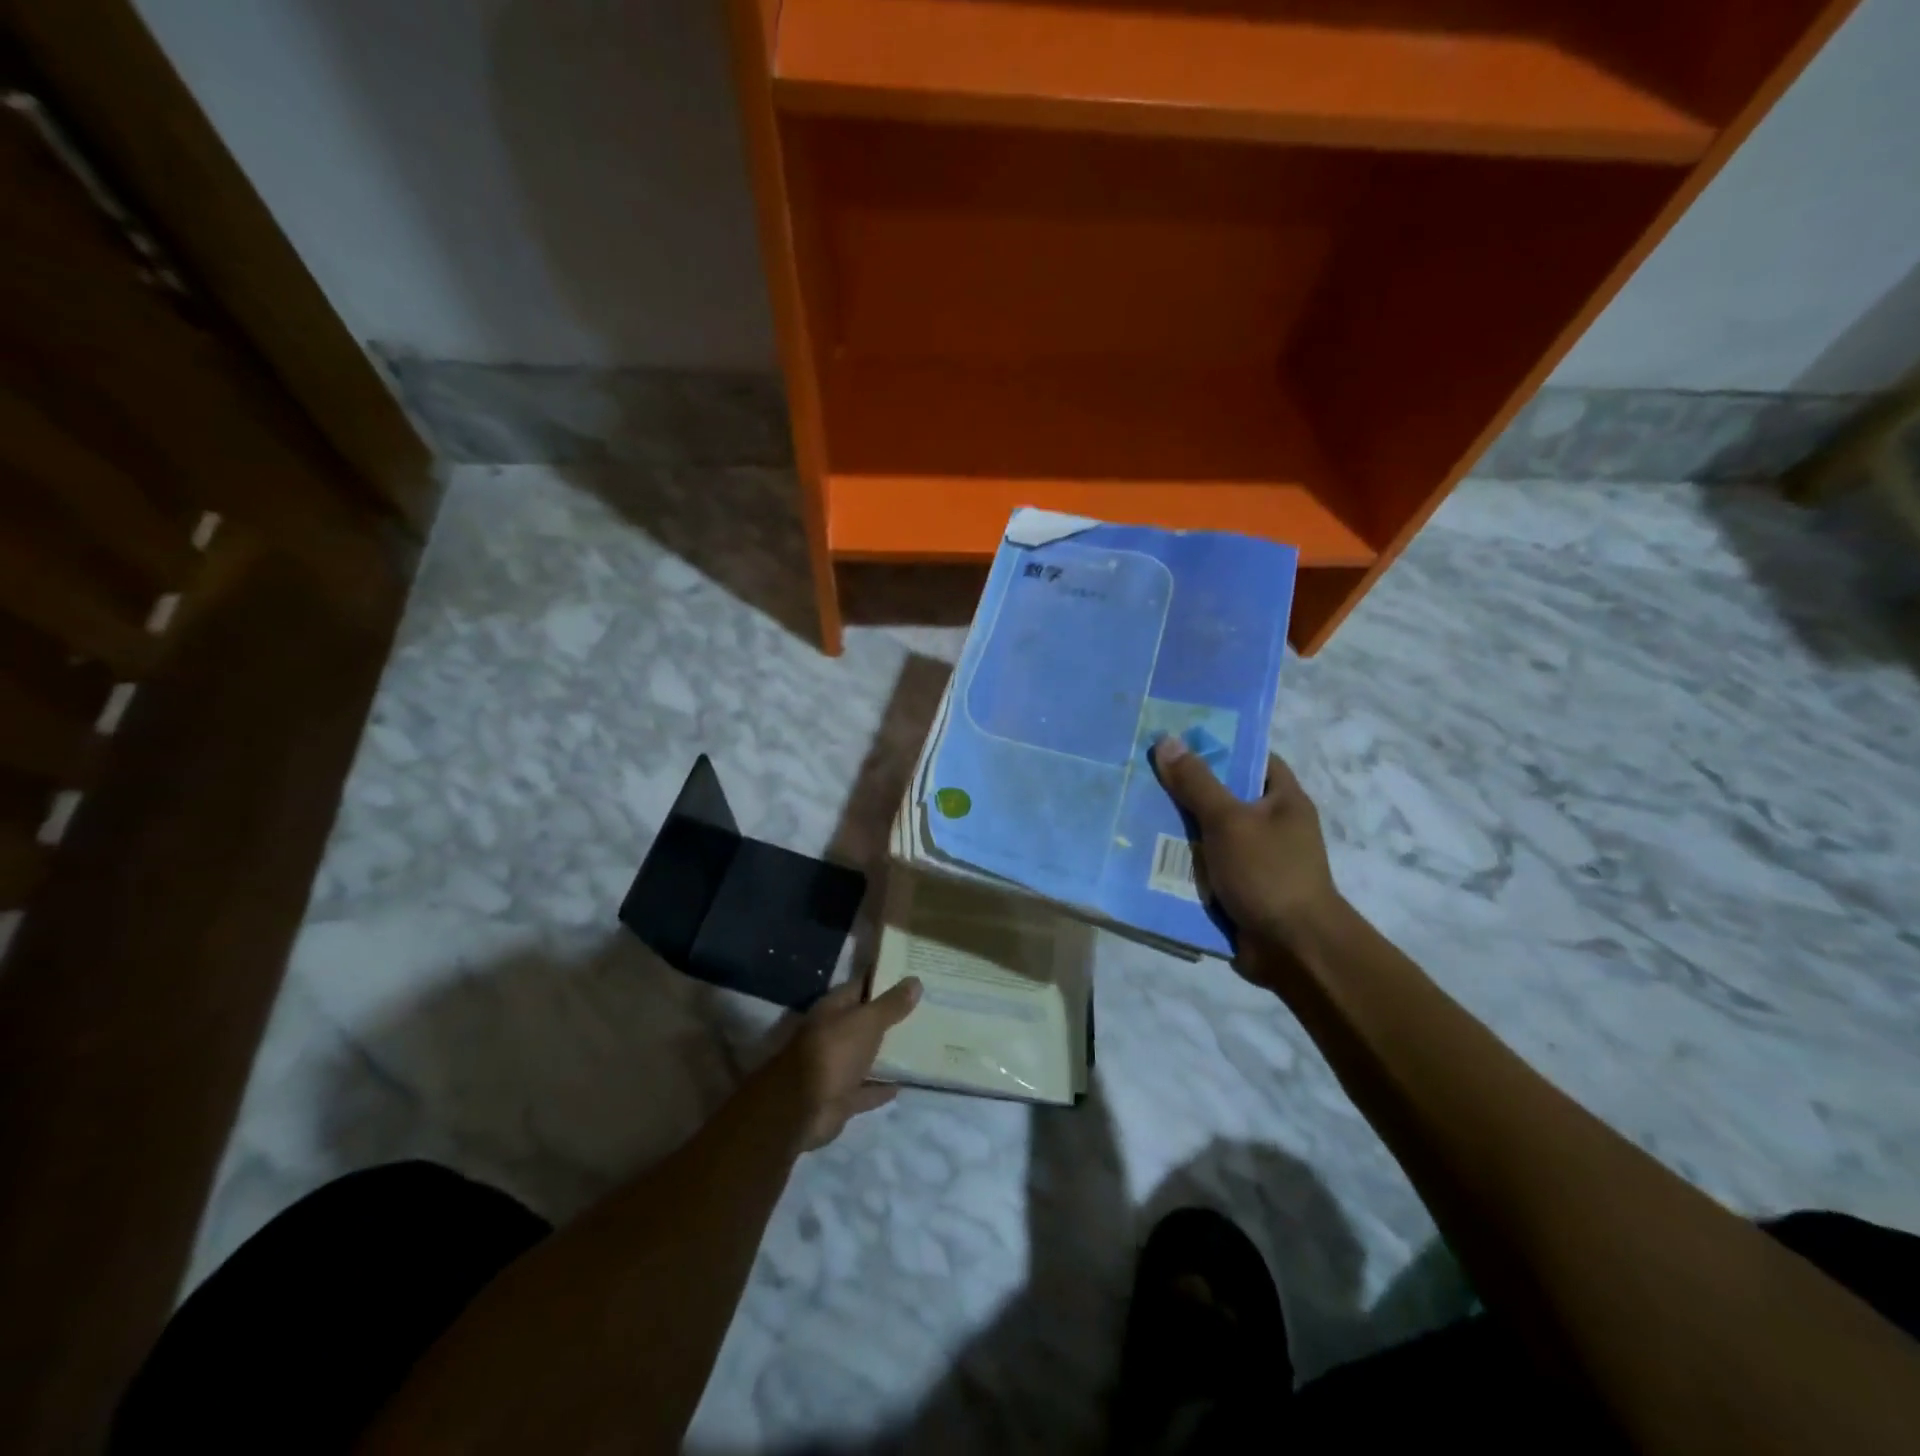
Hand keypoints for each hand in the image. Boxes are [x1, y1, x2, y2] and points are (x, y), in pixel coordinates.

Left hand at [780, 977, 921, 1148]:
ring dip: (888, 1052)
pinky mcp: (840, 1097)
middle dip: (892, 1016)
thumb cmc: (833, 1053)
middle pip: (866, 1021)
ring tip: (921, 1044)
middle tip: (926, 1008)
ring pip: (866, 1055)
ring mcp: (836, 1066)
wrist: (802, 1109)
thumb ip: (891, 1004)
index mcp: (834, 1009)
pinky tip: (904, 1084)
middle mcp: (833, 1034)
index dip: (886, 978)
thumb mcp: (867, 1021)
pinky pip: (867, 1089)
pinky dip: (881, 1087)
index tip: (914, 974)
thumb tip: (915, 981)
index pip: (862, 985)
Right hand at [1152, 737, 1343, 962]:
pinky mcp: (1238, 888)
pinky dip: (1181, 862)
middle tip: (1143, 773)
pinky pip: (1204, 866)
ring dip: (1178, 828)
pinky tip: (1145, 852)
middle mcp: (1272, 825)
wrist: (1292, 950)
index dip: (1219, 746)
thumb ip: (1197, 783)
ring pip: (1209, 833)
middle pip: (1224, 795)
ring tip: (1134, 808)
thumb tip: (1167, 741)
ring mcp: (1255, 859)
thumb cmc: (1268, 873)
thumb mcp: (1228, 820)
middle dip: (1186, 788)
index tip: (1177, 741)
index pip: (1253, 757)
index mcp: (1283, 800)